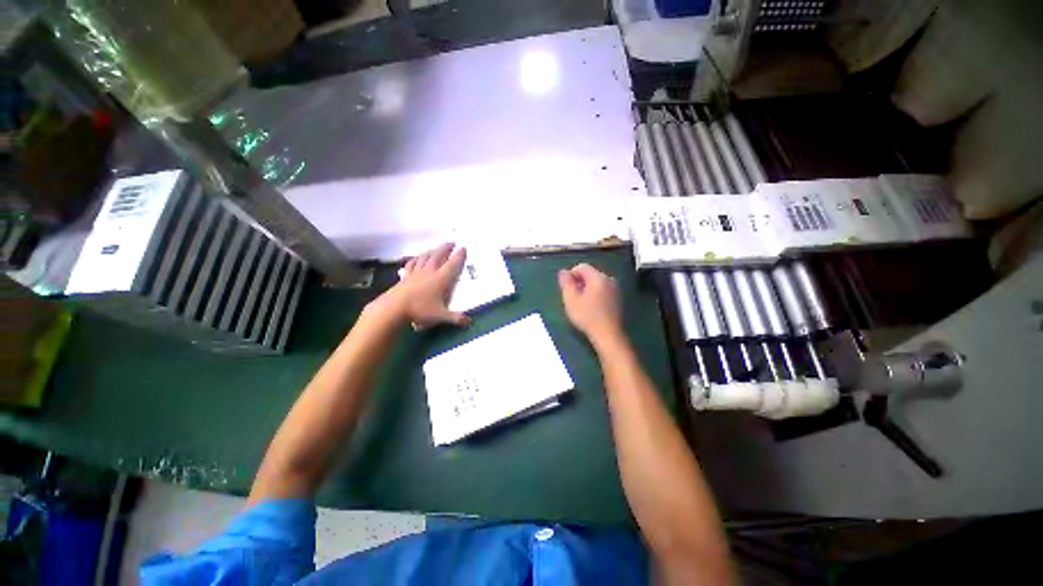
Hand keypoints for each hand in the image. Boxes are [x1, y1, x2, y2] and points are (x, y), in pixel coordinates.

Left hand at [377, 243, 469, 327]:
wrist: (394, 308)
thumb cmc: (420, 310)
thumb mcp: (440, 316)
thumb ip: (456, 318)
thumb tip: (470, 322)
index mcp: (440, 279)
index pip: (452, 264)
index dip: (459, 256)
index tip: (463, 248)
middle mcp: (429, 272)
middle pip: (438, 255)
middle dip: (446, 248)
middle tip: (452, 243)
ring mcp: (416, 273)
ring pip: (425, 257)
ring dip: (432, 250)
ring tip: (436, 248)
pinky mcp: (406, 276)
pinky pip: (412, 264)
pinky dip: (416, 259)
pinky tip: (416, 258)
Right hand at [558, 263, 622, 340]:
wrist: (608, 334)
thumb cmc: (587, 317)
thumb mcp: (571, 300)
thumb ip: (566, 283)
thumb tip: (563, 272)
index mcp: (598, 277)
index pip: (582, 267)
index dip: (571, 274)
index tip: (566, 288)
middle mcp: (609, 279)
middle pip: (590, 273)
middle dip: (579, 282)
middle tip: (572, 296)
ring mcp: (615, 289)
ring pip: (597, 282)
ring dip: (587, 288)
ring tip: (580, 302)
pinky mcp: (618, 298)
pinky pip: (603, 289)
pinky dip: (595, 293)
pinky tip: (591, 306)